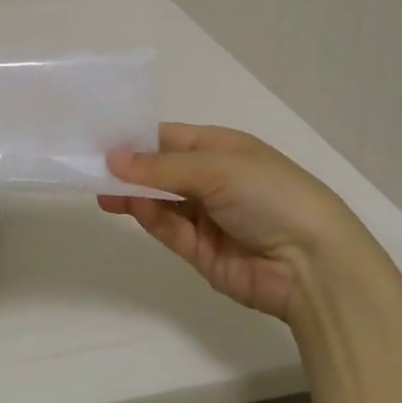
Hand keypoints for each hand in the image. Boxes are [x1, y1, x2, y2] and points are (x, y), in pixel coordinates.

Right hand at [100, 123, 380, 320]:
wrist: (313, 266)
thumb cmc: (270, 195)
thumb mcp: (216, 169)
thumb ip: (161, 166)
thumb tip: (112, 158)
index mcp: (222, 149)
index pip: (169, 137)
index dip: (136, 137)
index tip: (99, 136)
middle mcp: (212, 179)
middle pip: (160, 169)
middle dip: (128, 166)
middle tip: (87, 163)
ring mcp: (206, 216)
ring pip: (159, 199)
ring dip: (132, 191)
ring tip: (98, 186)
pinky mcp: (200, 251)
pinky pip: (166, 227)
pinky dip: (145, 215)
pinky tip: (122, 203)